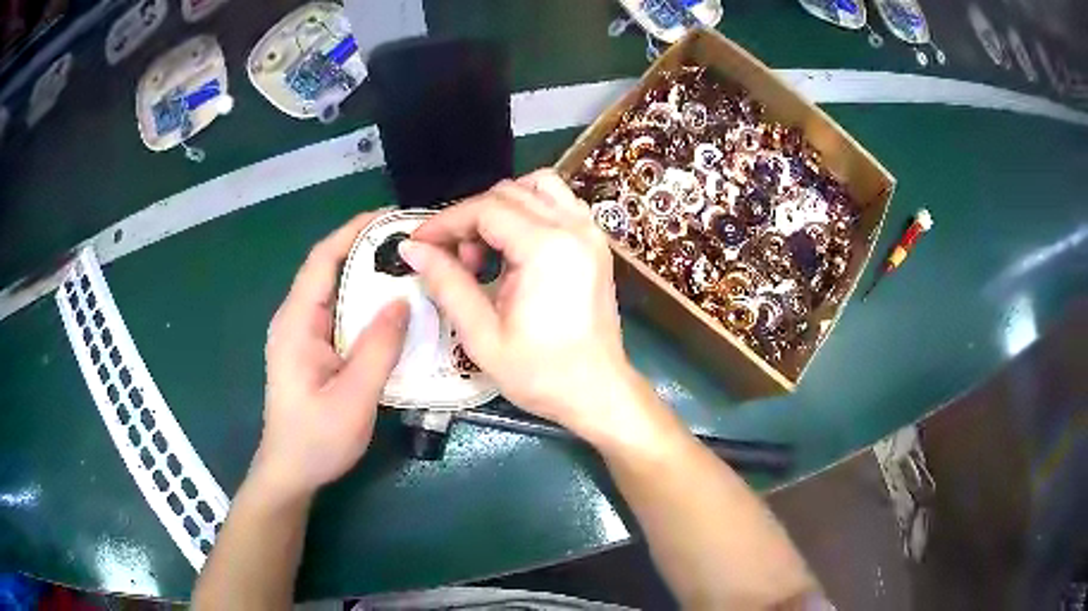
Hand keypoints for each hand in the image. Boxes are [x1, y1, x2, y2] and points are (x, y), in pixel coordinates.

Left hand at [255, 211, 408, 500]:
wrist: (291, 472)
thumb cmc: (316, 440)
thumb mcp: (353, 399)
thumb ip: (377, 349)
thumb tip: (403, 300)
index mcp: (296, 323)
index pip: (322, 260)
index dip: (353, 232)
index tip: (392, 218)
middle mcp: (295, 320)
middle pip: (330, 269)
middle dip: (367, 249)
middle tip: (412, 245)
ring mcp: (302, 334)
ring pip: (336, 291)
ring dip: (368, 276)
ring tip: (410, 270)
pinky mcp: (311, 349)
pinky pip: (340, 313)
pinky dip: (365, 303)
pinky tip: (392, 310)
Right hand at [399, 170, 647, 443]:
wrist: (597, 392)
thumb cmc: (541, 373)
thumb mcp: (482, 335)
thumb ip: (446, 283)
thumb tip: (412, 249)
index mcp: (546, 248)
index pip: (485, 209)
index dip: (445, 222)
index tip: (419, 243)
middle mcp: (573, 227)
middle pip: (508, 193)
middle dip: (470, 218)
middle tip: (455, 260)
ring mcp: (590, 231)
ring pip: (537, 188)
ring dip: (502, 208)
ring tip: (486, 251)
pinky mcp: (596, 243)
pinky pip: (559, 203)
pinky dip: (531, 210)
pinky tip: (516, 247)